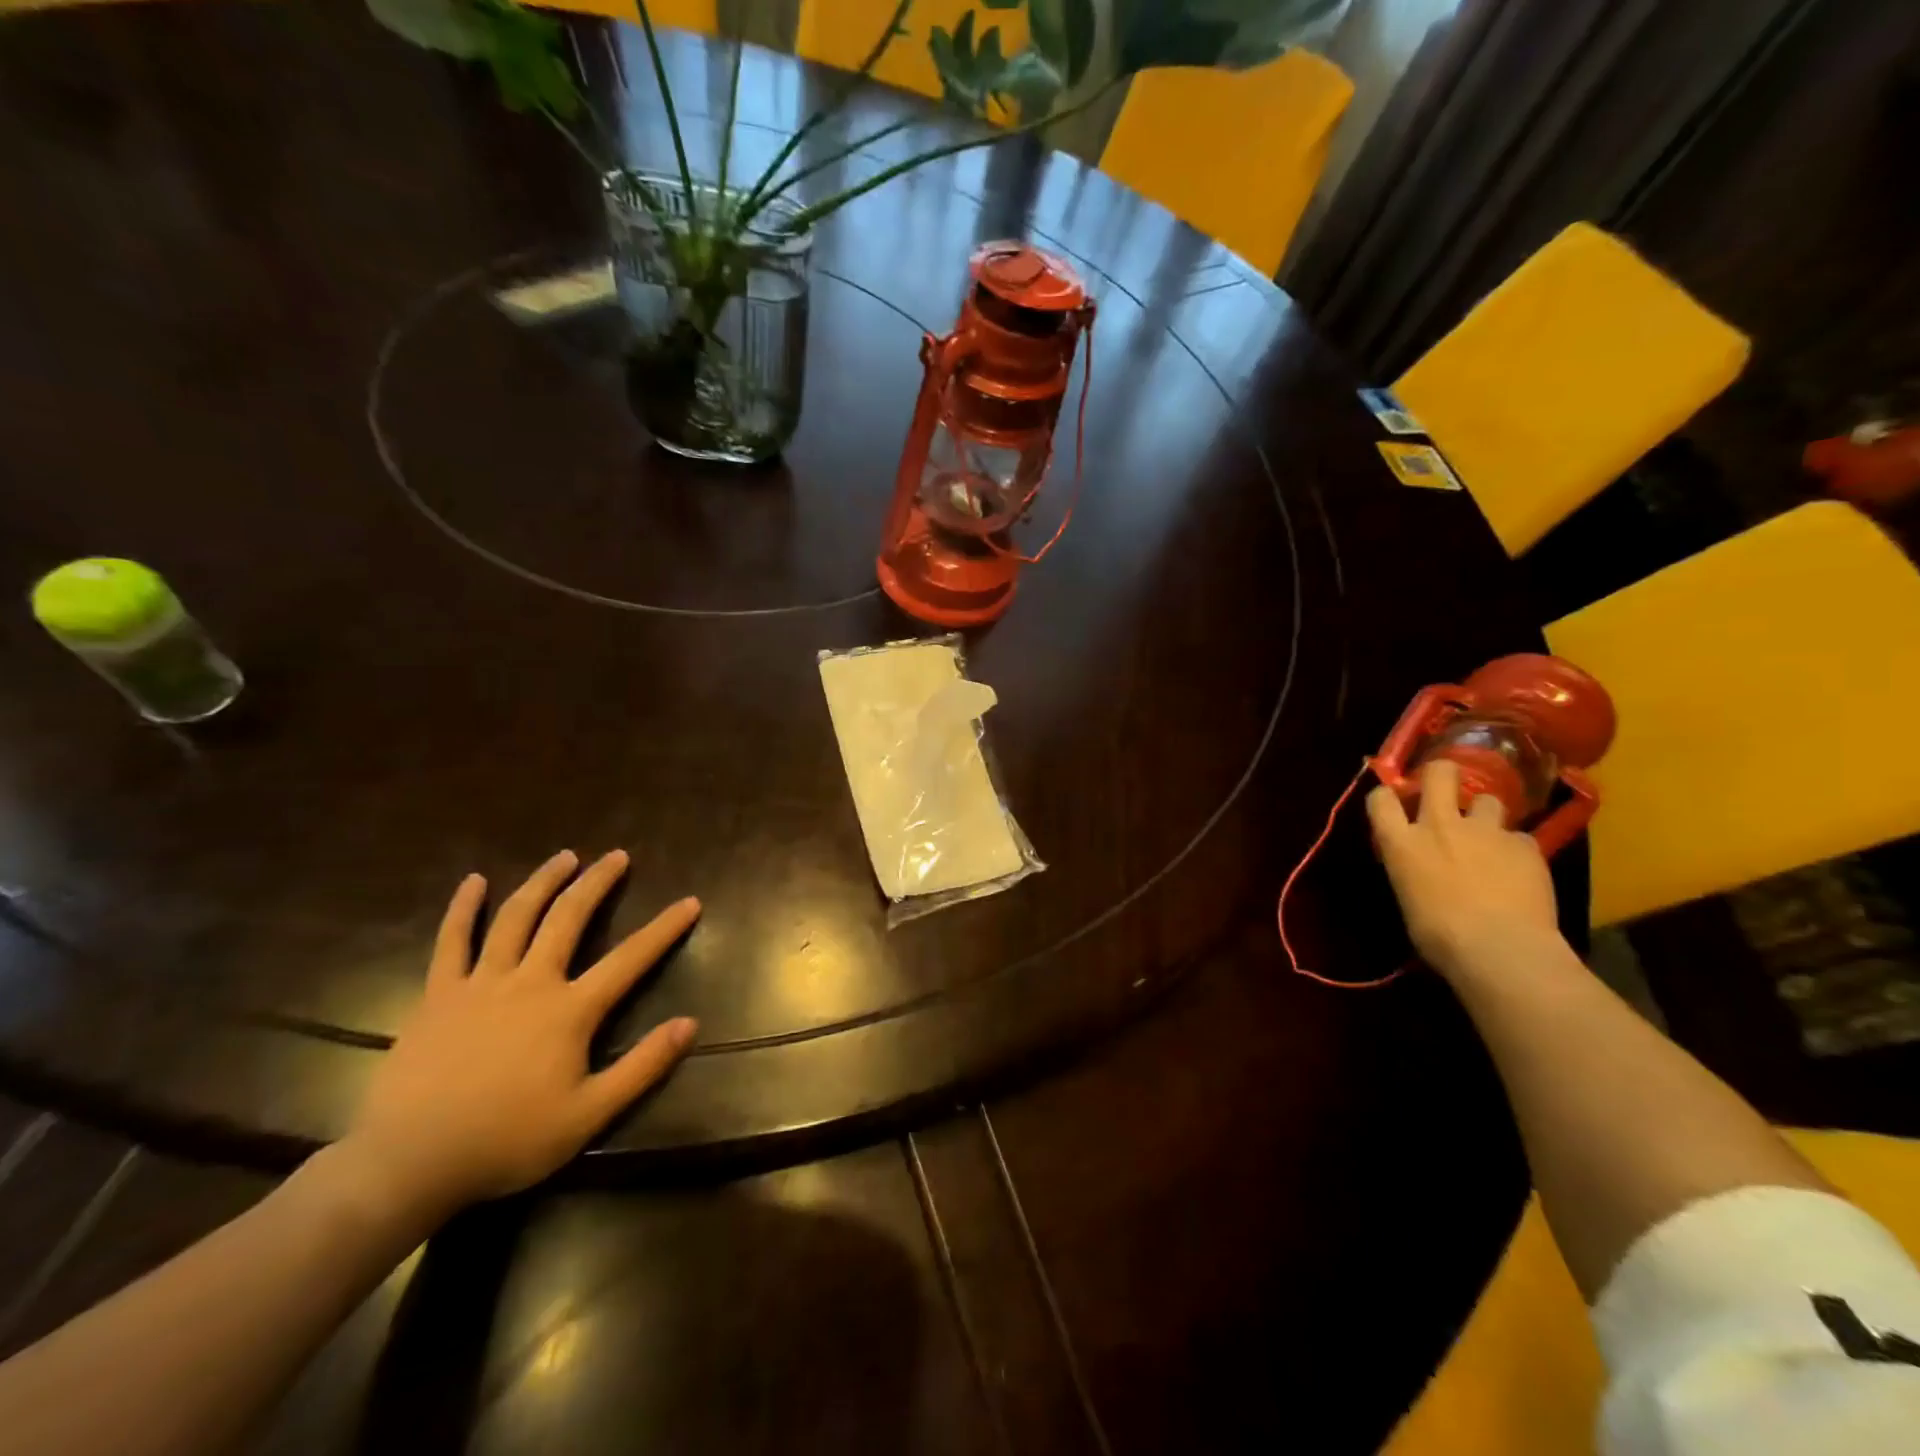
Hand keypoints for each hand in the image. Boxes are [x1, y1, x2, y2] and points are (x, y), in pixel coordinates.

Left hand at [342, 850, 699, 1219]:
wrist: (408, 1163)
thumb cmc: (507, 1141)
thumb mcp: (588, 1115)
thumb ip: (643, 1066)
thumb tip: (690, 1024)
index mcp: (570, 1010)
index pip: (630, 959)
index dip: (664, 929)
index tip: (691, 902)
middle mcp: (530, 982)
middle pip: (569, 919)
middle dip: (597, 883)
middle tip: (617, 856)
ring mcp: (480, 984)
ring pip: (516, 917)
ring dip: (543, 882)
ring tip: (565, 857)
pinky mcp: (438, 995)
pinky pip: (451, 942)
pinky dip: (463, 909)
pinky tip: (474, 882)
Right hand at [1366, 758, 1561, 980]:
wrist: (1500, 948)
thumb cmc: (1439, 935)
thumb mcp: (1408, 898)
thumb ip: (1413, 870)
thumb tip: (1422, 870)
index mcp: (1401, 843)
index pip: (1380, 799)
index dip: (1387, 796)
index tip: (1394, 804)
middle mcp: (1439, 825)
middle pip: (1439, 773)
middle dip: (1442, 774)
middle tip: (1446, 788)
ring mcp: (1485, 831)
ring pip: (1488, 800)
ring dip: (1486, 815)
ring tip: (1490, 838)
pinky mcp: (1525, 845)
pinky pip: (1520, 838)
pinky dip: (1517, 851)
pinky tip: (1520, 872)